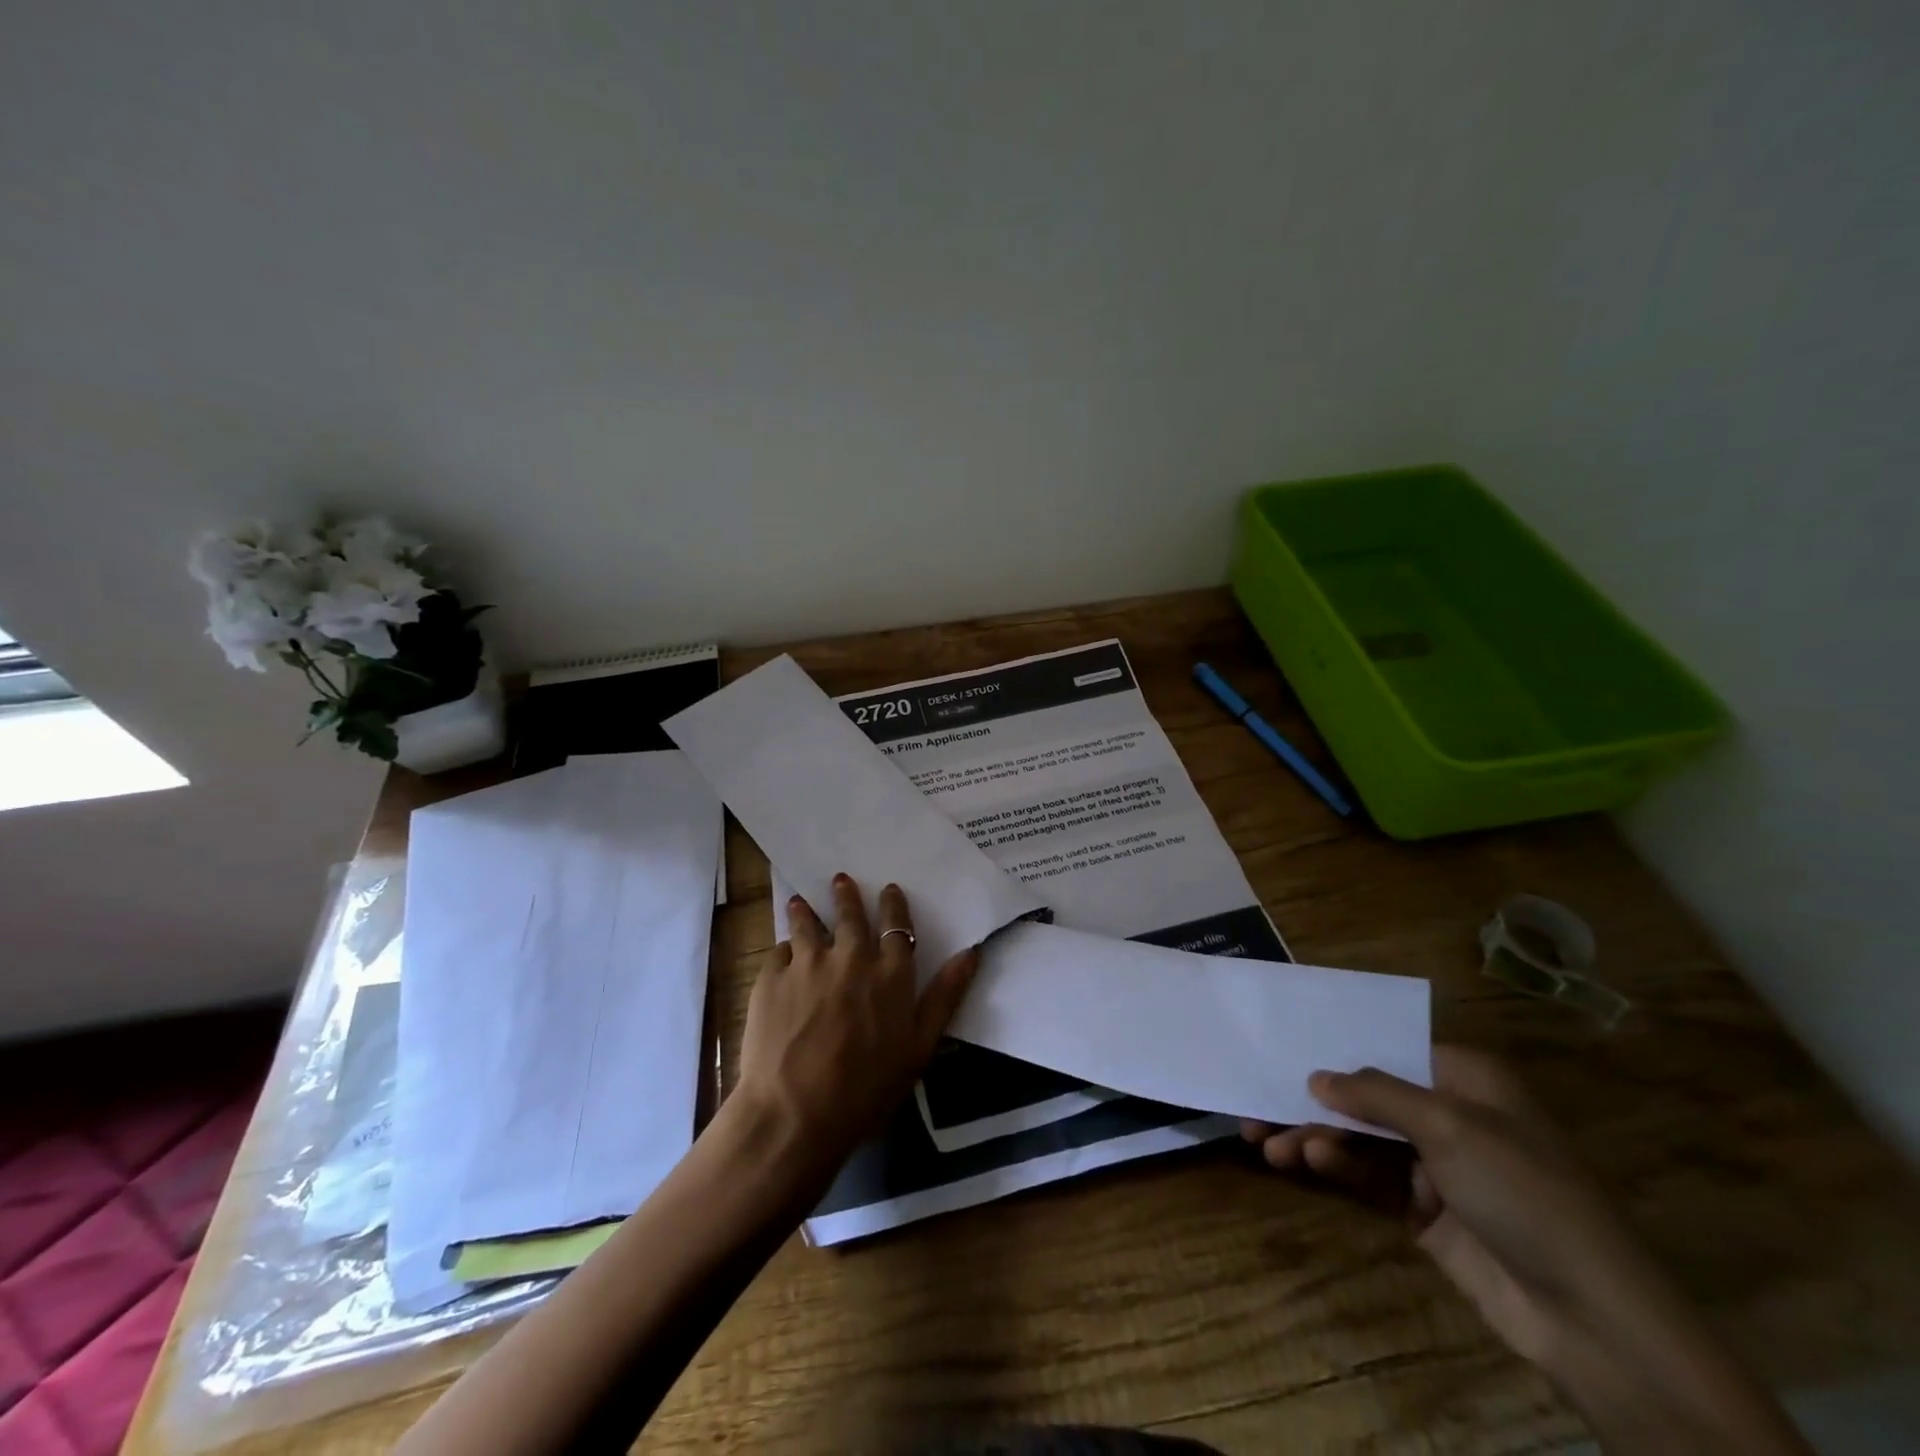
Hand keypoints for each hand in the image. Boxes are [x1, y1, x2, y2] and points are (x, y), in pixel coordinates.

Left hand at [734, 873, 977, 1171]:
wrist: (794, 1113)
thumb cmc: (866, 1089)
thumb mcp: (920, 1047)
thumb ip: (945, 996)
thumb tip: (972, 952)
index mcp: (890, 972)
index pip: (896, 926)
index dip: (893, 905)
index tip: (889, 889)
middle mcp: (850, 956)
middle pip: (850, 915)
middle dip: (847, 895)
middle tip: (841, 879)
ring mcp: (807, 963)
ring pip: (808, 924)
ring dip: (807, 911)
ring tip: (802, 901)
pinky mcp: (771, 977)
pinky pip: (779, 952)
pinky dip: (784, 950)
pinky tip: (781, 953)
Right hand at [1243, 1048, 1809, 1452]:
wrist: (1590, 1317)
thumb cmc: (1522, 1191)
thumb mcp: (1447, 1126)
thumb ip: (1374, 1094)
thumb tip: (1316, 1077)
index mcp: (1463, 1077)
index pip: (1386, 1044)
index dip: (1335, 1043)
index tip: (1282, 1039)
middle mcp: (1447, 1113)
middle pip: (1364, 1094)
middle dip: (1311, 1099)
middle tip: (1256, 1101)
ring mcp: (1435, 1164)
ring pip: (1357, 1136)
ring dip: (1313, 1135)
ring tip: (1267, 1141)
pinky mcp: (1423, 1210)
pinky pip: (1367, 1176)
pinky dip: (1334, 1166)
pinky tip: (1304, 1161)